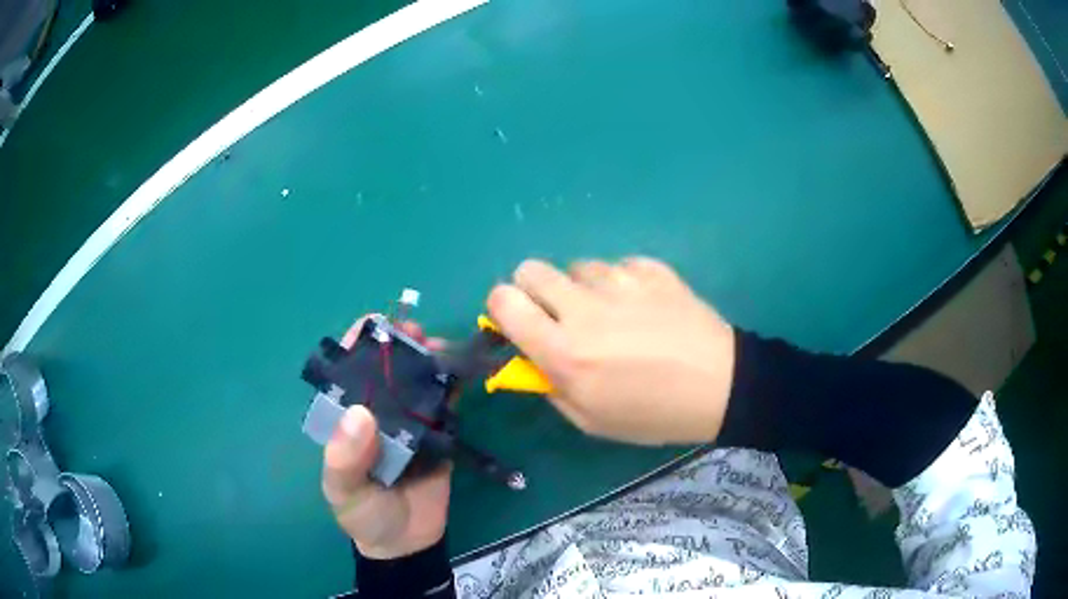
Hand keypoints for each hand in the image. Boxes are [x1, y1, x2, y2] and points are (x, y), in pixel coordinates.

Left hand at [321, 319, 450, 559]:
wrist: (406, 543)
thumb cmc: (364, 514)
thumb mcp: (343, 490)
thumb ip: (345, 458)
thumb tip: (360, 414)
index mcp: (347, 418)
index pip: (347, 372)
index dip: (358, 344)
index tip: (376, 324)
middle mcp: (377, 412)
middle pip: (387, 369)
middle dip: (400, 344)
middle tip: (417, 333)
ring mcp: (410, 421)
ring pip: (418, 380)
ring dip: (429, 358)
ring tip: (442, 348)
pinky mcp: (439, 433)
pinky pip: (446, 403)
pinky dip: (454, 383)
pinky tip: (464, 369)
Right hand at [487, 258, 735, 444]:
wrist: (720, 387)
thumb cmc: (653, 414)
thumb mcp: (591, 420)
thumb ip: (549, 385)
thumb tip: (529, 355)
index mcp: (563, 352)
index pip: (503, 301)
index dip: (502, 307)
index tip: (517, 320)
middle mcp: (584, 310)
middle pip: (530, 269)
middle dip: (533, 289)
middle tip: (557, 313)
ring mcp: (621, 283)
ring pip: (577, 267)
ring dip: (583, 288)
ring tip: (613, 313)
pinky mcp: (651, 270)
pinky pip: (618, 266)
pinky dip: (621, 283)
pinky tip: (643, 306)